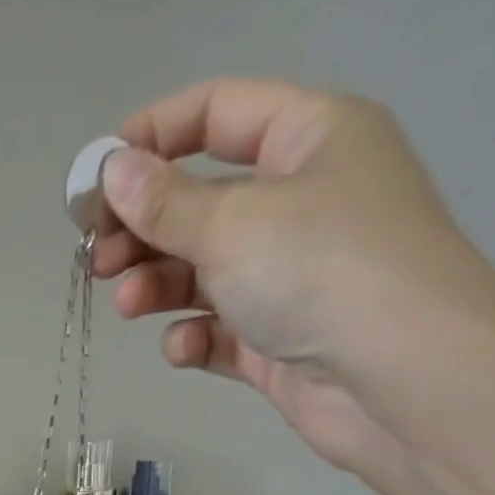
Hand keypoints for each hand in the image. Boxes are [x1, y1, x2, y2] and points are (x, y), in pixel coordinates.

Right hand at [91, 78, 494, 471]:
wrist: (399, 379)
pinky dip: (196, 337)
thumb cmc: (320, 270)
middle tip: (97, 261)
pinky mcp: (280, 341)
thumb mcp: (233, 222)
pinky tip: (183, 348)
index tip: (95, 179)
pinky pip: (222, 331)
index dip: (151, 137)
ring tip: (128, 305)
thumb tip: (112, 172)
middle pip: (203, 203)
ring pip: (205, 272)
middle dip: (144, 230)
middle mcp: (302, 203)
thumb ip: (165, 202)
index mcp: (309, 139)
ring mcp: (292, 277)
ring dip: (159, 286)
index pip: (218, 114)